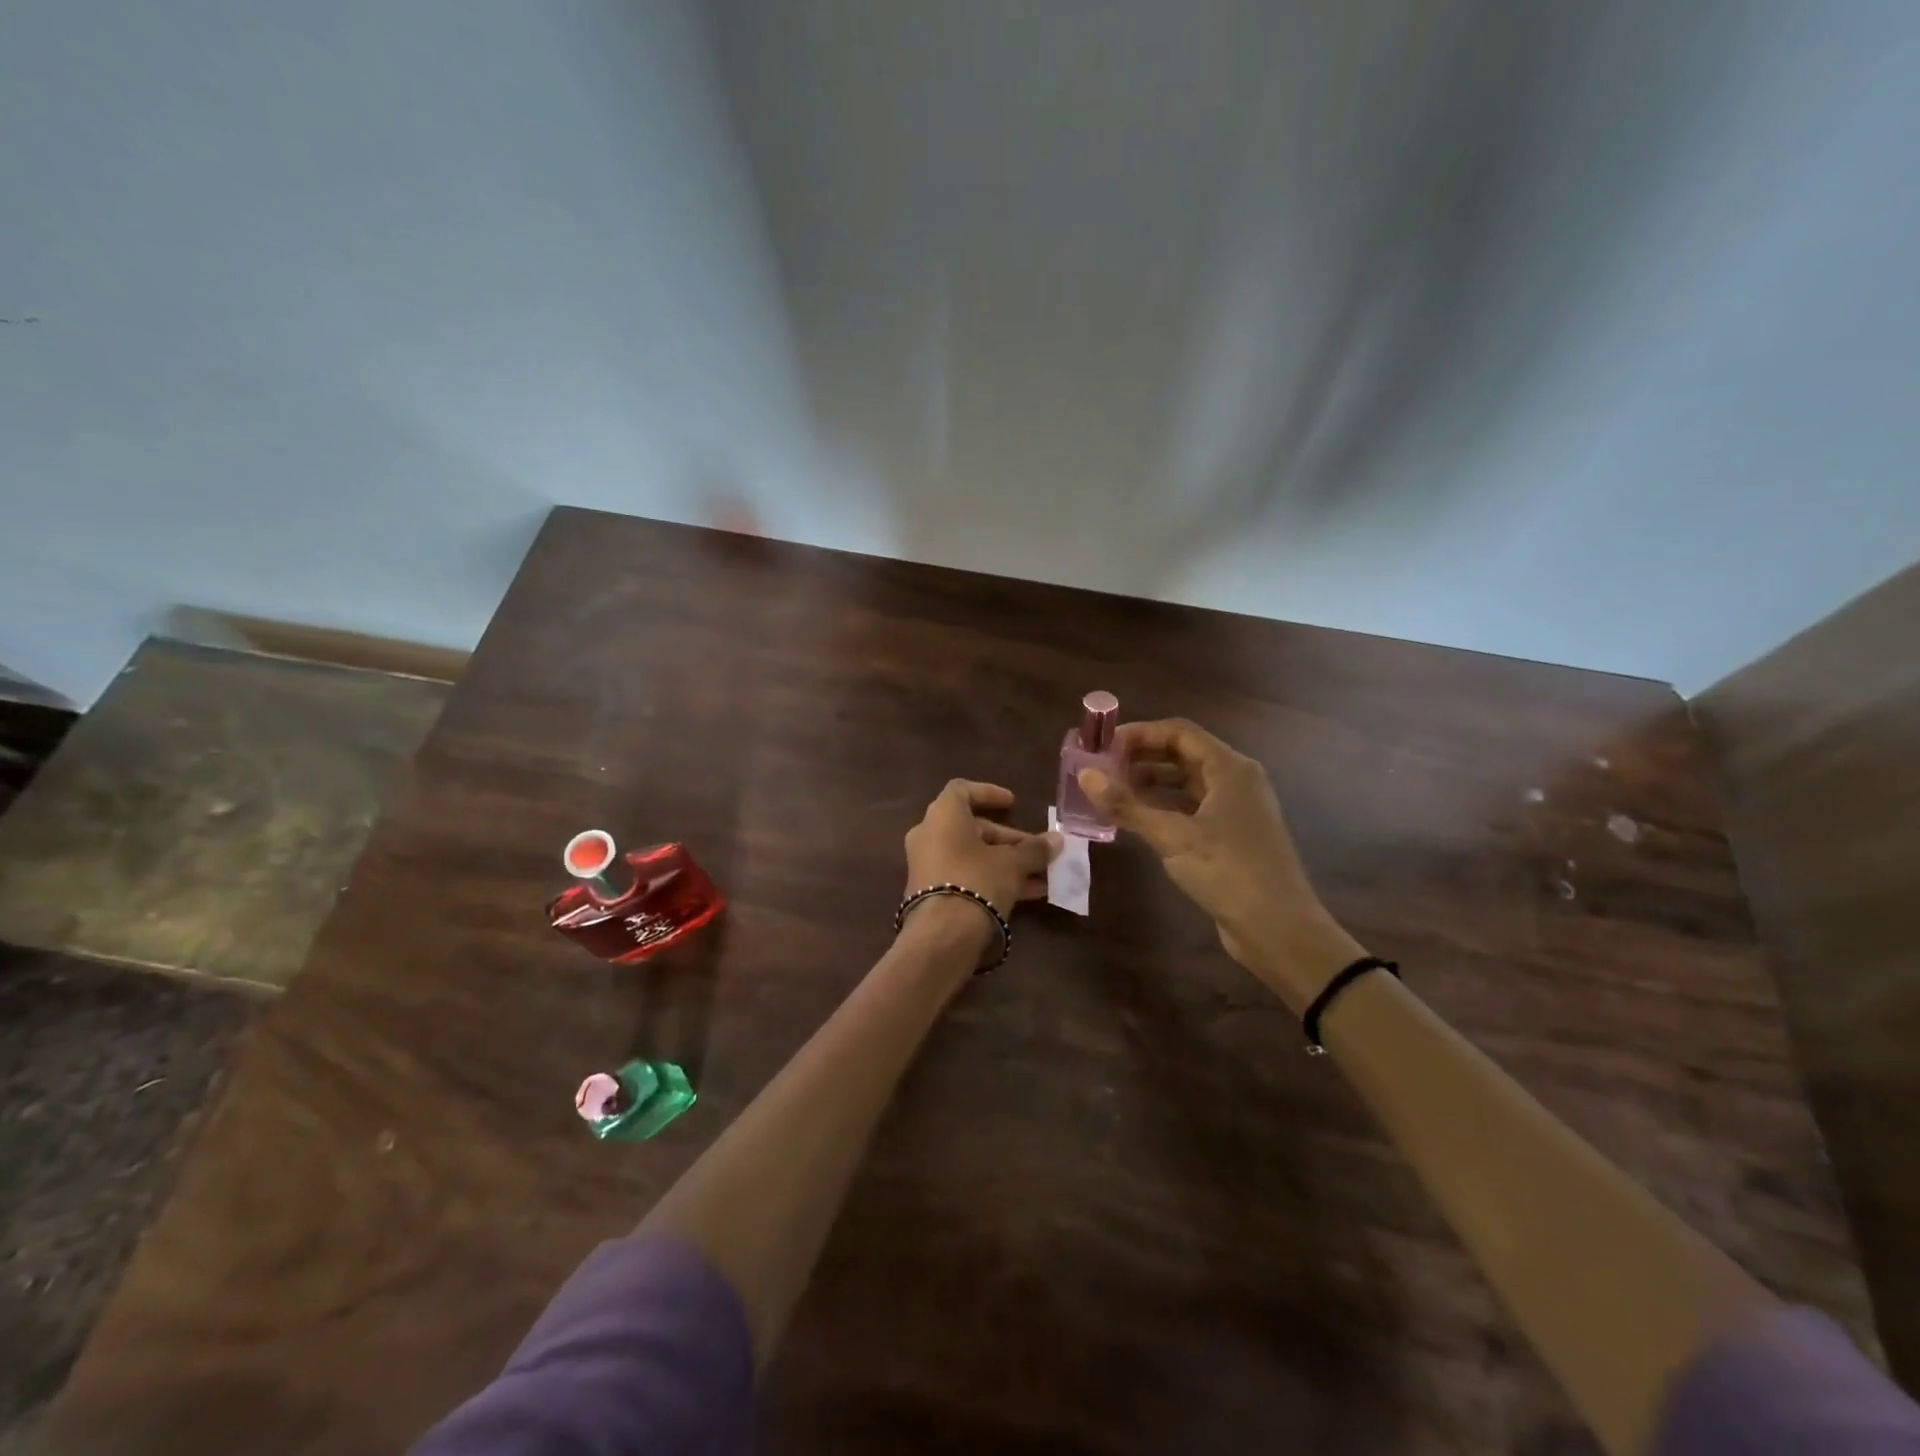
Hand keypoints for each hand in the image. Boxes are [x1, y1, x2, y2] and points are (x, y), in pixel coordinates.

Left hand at [902, 778, 1061, 929]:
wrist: (942, 935)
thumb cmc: (977, 880)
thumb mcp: (1012, 864)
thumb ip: (1034, 849)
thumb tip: (1057, 840)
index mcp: (943, 815)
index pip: (962, 790)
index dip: (989, 793)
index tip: (1013, 803)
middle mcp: (929, 834)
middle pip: (973, 828)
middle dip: (1008, 839)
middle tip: (1037, 850)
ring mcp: (928, 864)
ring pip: (972, 855)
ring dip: (1006, 862)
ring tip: (1041, 875)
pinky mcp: (931, 892)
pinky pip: (965, 875)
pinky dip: (992, 878)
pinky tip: (1027, 894)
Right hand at [1078, 719, 1364, 1010]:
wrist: (1280, 930)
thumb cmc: (1228, 872)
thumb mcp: (1172, 837)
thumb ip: (1127, 805)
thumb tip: (1085, 775)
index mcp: (1230, 769)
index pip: (1179, 732)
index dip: (1139, 734)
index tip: (1102, 746)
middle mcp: (1235, 781)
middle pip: (1182, 754)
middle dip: (1140, 757)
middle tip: (1100, 768)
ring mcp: (1235, 809)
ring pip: (1185, 782)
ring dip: (1149, 783)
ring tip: (1110, 792)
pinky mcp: (1230, 835)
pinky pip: (1190, 808)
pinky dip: (1162, 807)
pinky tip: (1134, 818)